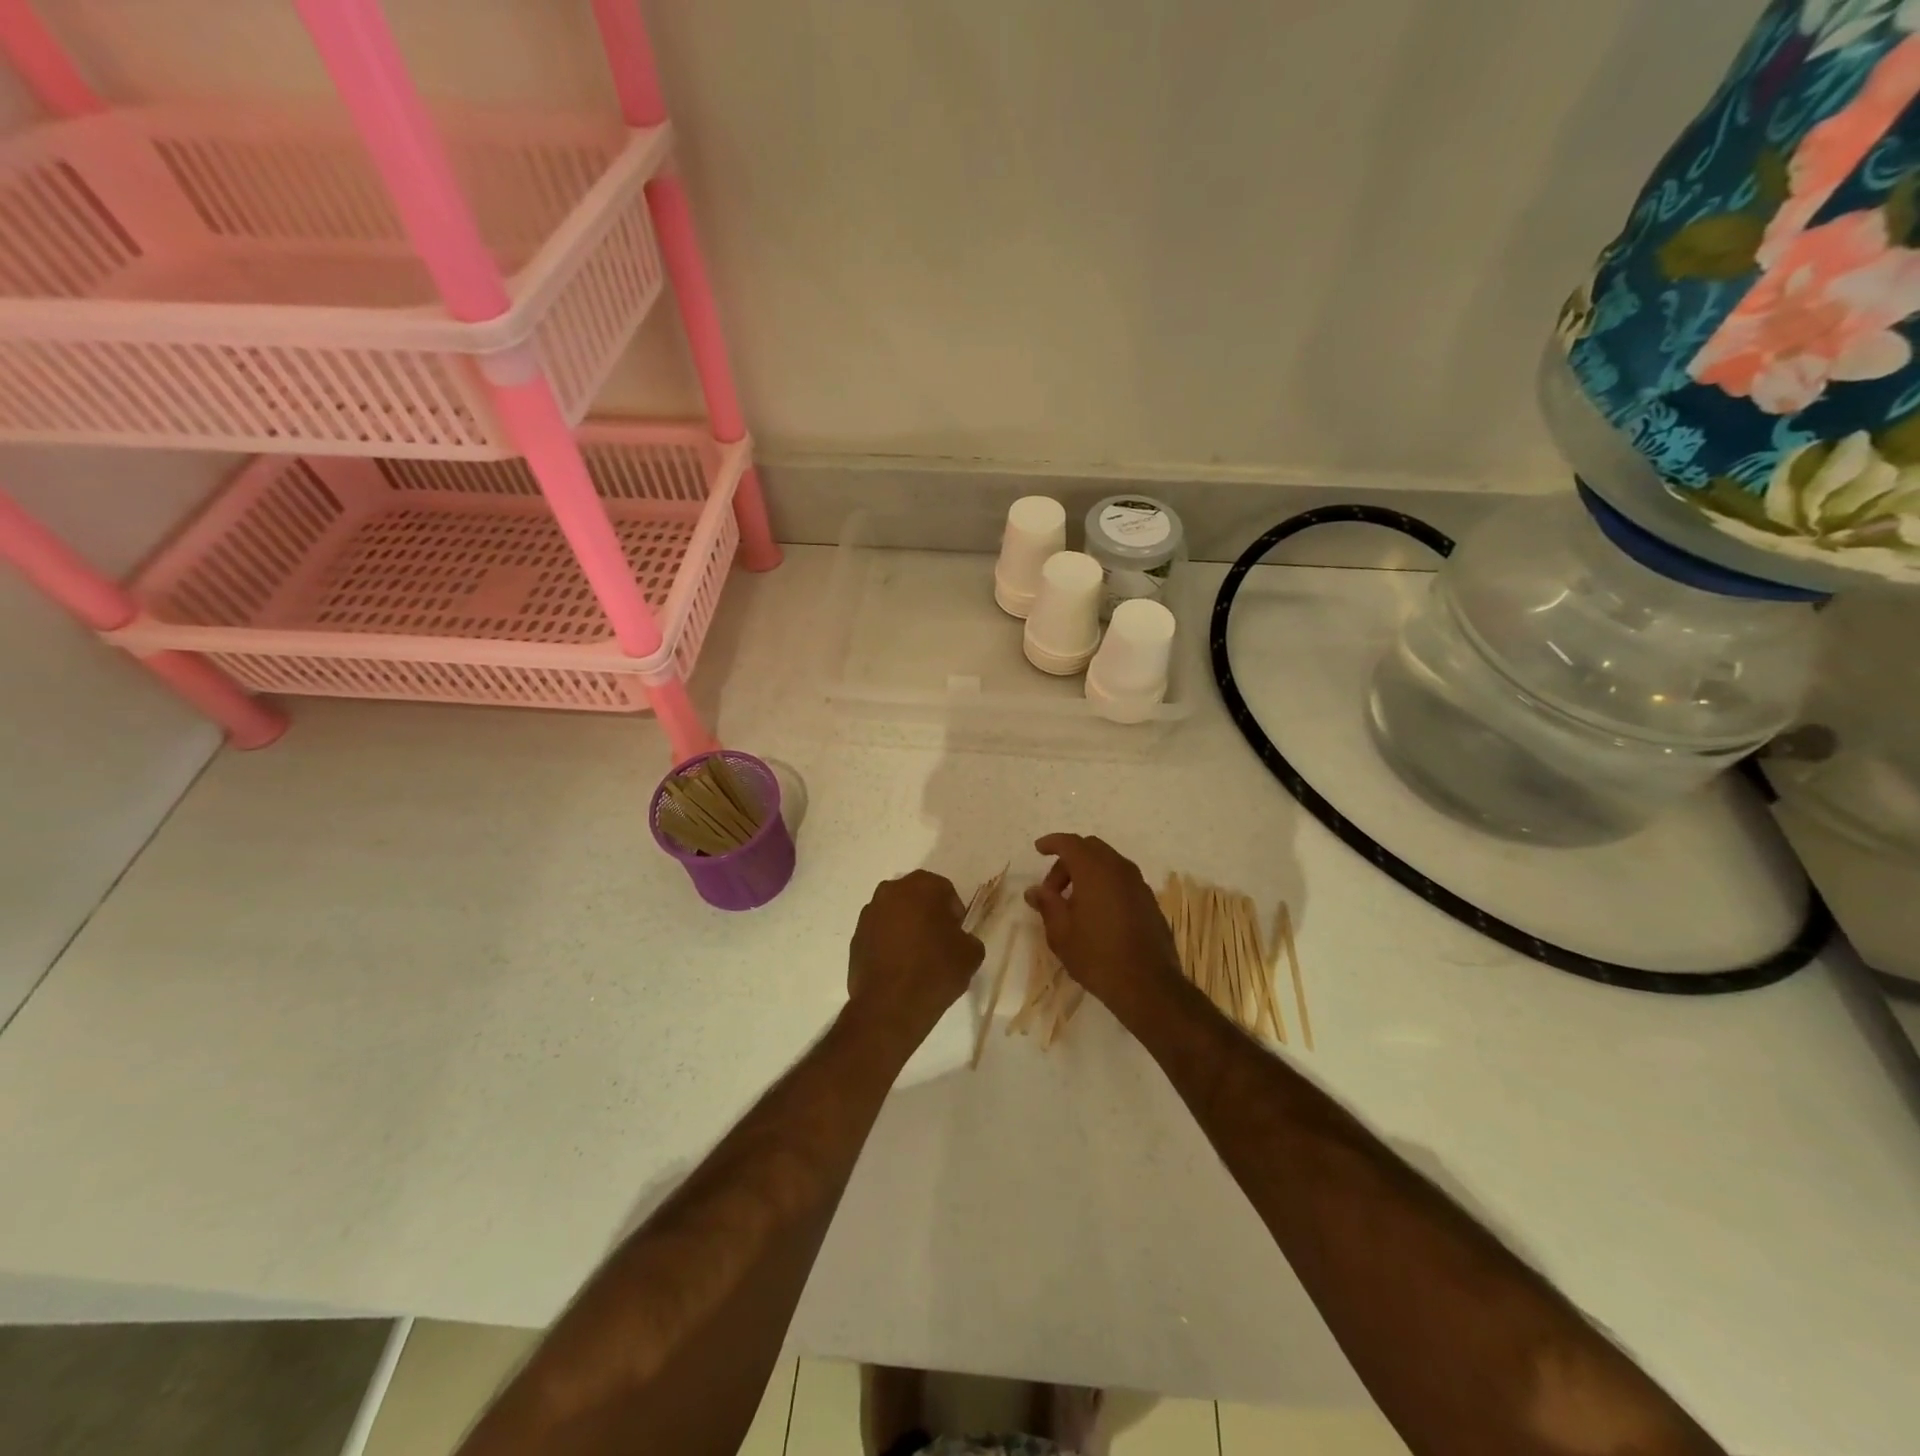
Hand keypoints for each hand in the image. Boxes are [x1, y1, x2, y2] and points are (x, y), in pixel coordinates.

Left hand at [848, 870, 984, 1040]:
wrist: (890, 1007)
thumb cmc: (935, 971)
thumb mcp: (971, 954)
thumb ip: (968, 938)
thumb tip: (958, 941)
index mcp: (921, 886)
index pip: (944, 890)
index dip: (954, 913)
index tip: (957, 935)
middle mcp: (891, 891)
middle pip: (916, 897)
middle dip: (928, 914)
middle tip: (940, 942)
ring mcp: (869, 914)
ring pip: (895, 914)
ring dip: (907, 927)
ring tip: (918, 957)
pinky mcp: (856, 938)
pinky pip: (880, 934)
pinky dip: (890, 943)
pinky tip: (899, 968)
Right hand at [1025, 834, 1182, 1019]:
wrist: (1147, 985)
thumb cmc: (1097, 956)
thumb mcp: (1061, 933)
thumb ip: (1047, 904)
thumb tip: (1034, 890)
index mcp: (1094, 870)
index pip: (1070, 843)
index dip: (1052, 842)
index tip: (1039, 849)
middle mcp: (1119, 869)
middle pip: (1090, 848)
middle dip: (1068, 861)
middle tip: (1053, 889)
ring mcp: (1138, 884)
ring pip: (1108, 863)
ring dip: (1087, 872)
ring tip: (1073, 902)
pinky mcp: (1149, 900)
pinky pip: (1121, 879)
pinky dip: (1104, 883)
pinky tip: (1097, 912)